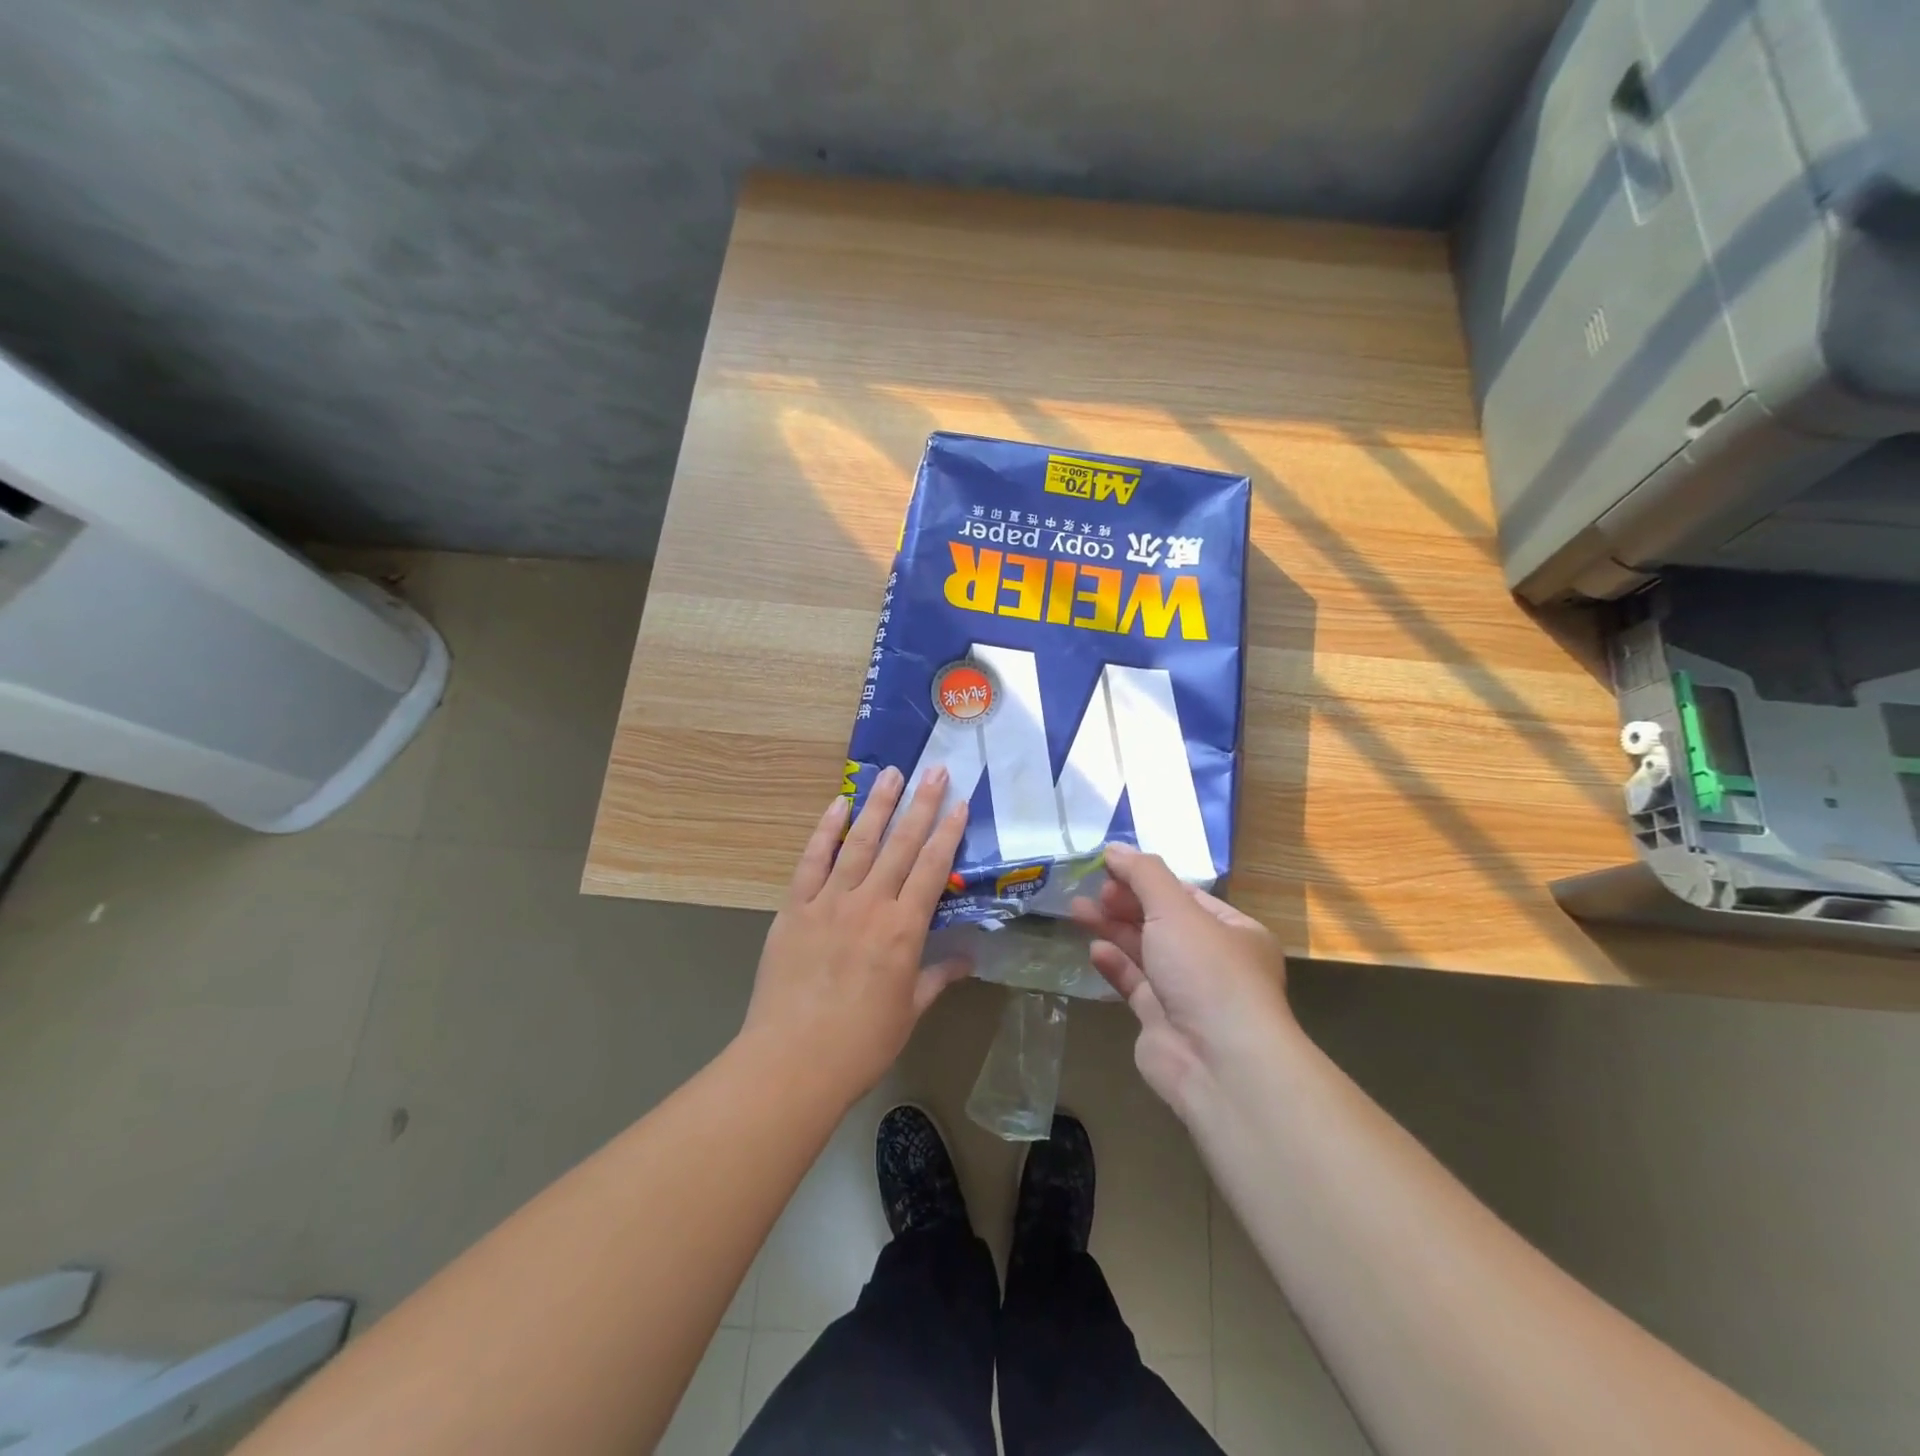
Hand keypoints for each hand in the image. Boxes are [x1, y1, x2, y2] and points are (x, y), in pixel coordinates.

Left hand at [742, 766, 971, 1104]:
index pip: (931, 869)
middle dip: (921, 805)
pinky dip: (825, 831)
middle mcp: (869, 905)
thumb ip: (937, 977)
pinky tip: (838, 804)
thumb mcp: (909, 1011)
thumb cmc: (860, 1044)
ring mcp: (828, 902)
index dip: (947, 833)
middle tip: (935, 771)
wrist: (792, 1061)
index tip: (960, 803)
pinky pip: (812, 861)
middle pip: (900, 845)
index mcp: (903, 931)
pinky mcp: (795, 908)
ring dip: (877, 805)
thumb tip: (968, 959)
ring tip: (891, 774)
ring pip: (858, 843)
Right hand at [1071, 843, 1291, 1118]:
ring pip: (1145, 951)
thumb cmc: (1206, 971)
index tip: (1108, 865)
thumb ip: (1144, 875)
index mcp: (1233, 930)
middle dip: (1125, 903)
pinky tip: (1094, 951)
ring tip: (1077, 910)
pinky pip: (1135, 984)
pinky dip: (1115, 965)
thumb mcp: (1176, 909)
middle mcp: (1213, 960)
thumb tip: (1115, 848)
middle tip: (1093, 890)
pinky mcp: (1161, 1021)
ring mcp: (1187, 993)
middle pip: (1162, 921)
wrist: (1218, 1062)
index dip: (1146, 877)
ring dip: (1113, 929)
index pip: (1185, 894)